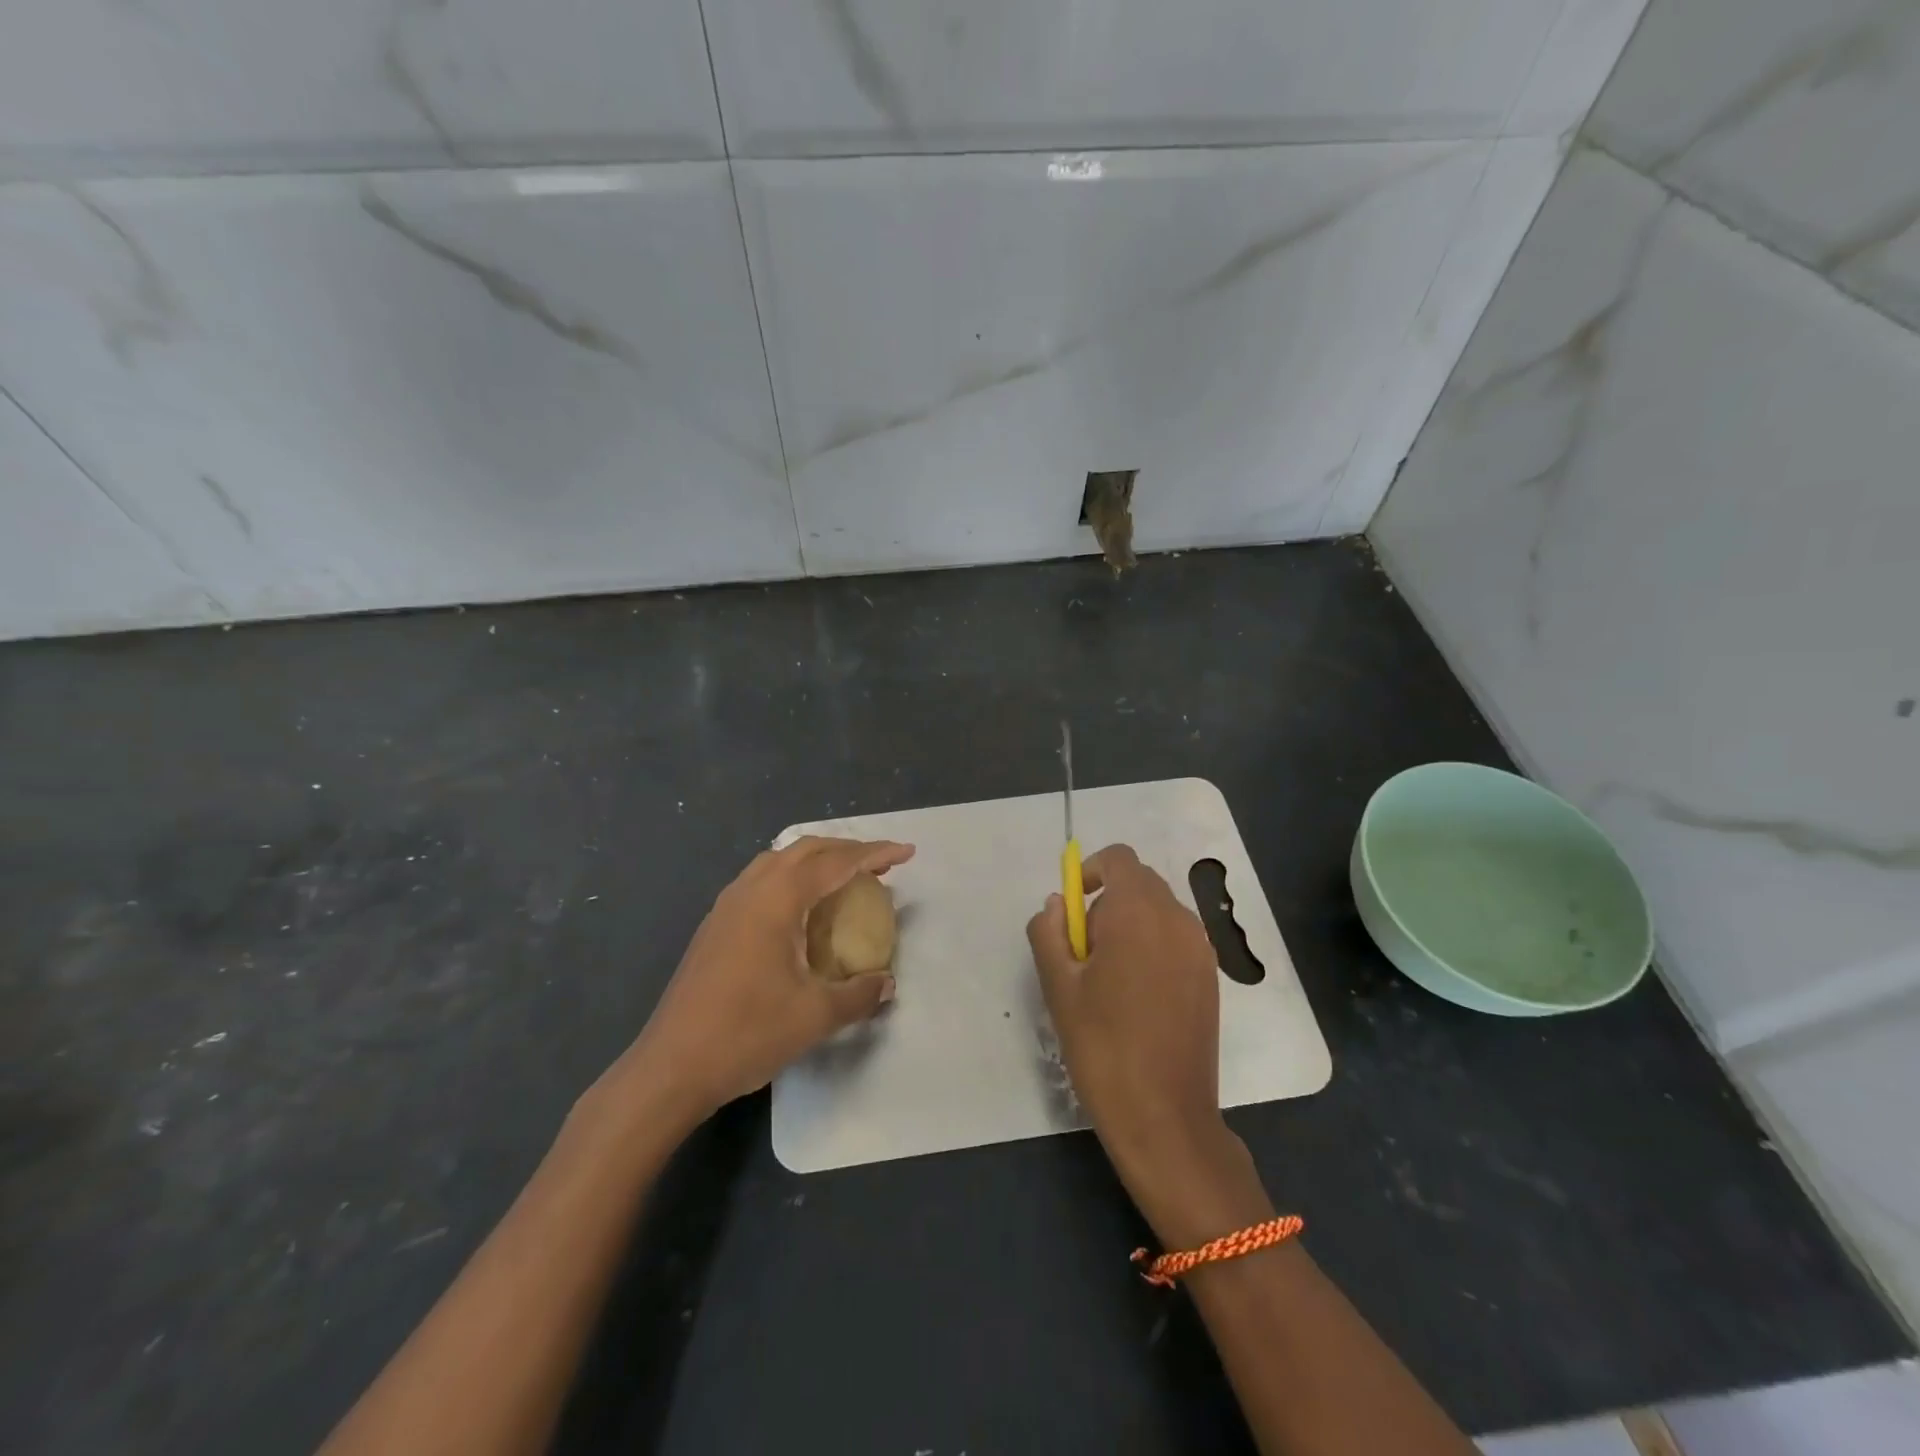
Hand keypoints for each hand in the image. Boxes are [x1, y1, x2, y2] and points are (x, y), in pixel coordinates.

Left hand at [619, 836, 913, 1120]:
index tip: (907, 852)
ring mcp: (727, 905)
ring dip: (816, 860)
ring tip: (844, 879)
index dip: (875, 853)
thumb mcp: (815, 1016)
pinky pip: (762, 880)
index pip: (835, 862)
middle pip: (806, 849)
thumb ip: (858, 994)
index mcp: (777, 899)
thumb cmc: (747, 1033)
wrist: (671, 1067)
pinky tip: (801, 909)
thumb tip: (886, 983)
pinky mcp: (715, 925)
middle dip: (847, 850)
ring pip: (779, 861)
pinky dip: (792, 878)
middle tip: (881, 865)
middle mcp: (750, 889)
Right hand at [1027, 844, 1268, 1244]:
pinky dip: (1151, 946)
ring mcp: (1200, 949)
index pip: (1118, 859)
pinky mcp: (1210, 977)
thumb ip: (1049, 931)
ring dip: (1129, 925)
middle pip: (1139, 883)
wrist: (1164, 1115)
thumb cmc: (1102, 1045)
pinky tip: (1136, 996)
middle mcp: (1177, 919)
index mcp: (1138, 912)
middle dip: (1106, 902)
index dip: (1090, 872)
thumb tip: (1056, 905)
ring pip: (1158, 911)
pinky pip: (1175, 939)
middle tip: (1083, 952)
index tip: (1071, 910)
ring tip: (1107, 978)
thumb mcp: (1058, 986)